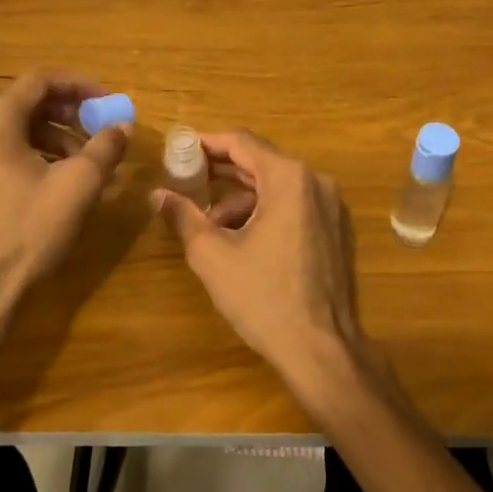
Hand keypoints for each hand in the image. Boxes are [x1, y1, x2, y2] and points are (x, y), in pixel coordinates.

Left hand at [0, 71, 129, 348]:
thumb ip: (105, 147)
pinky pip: (8, 151)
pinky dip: (40, 154)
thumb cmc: (30, 230)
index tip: (108, 100)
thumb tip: (123, 126)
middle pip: (28, 103)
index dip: (79, 85)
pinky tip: (64, 179)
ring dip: (58, 136)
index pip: (40, 81)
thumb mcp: (79, 185)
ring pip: (20, 129)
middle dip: (71, 112)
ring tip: (89, 160)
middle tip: (102, 128)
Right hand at [152, 131, 362, 397]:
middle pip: (261, 162)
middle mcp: (316, 182)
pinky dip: (264, 212)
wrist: (321, 349)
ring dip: (241, 198)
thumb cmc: (263, 297)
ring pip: (276, 187)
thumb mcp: (213, 255)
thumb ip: (184, 216)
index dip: (207, 142)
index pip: (242, 143)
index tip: (180, 147)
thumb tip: (157, 194)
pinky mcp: (335, 229)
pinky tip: (240, 240)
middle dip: (221, 170)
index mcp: (289, 178)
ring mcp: (330, 206)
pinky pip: (294, 205)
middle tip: (185, 177)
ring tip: (209, 225)